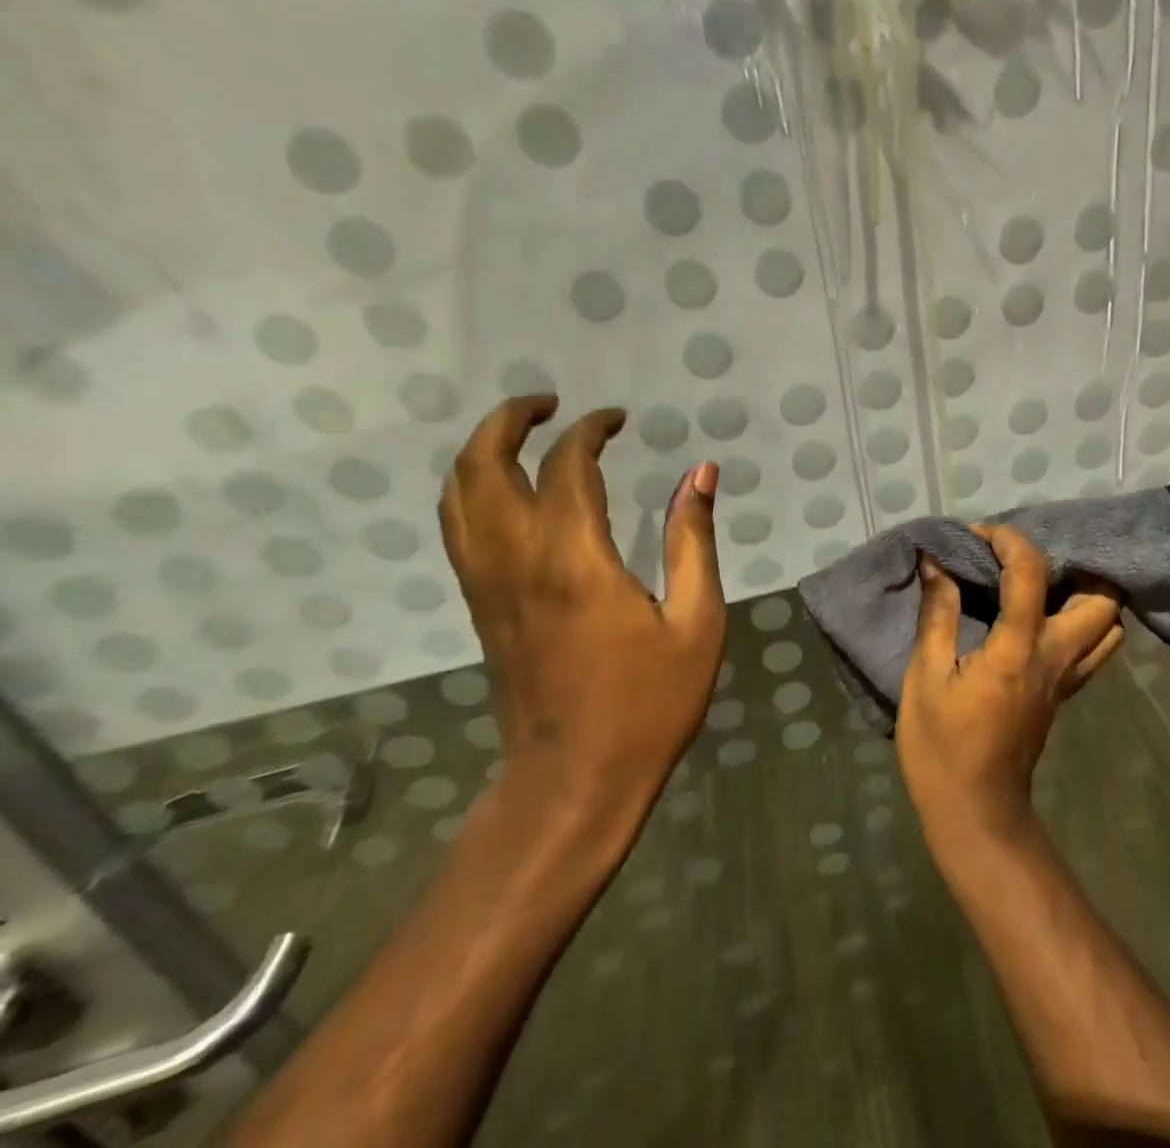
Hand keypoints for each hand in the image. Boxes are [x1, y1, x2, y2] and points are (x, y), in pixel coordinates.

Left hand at [438, 395, 725, 817]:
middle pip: (481, 468)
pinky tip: (505, 489)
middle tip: (548, 404)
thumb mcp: (696, 620)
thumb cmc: (649, 702)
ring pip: (455, 497)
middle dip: (508, 422)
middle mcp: (517, 561)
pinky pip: (458, 530)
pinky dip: (471, 490)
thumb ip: (693, 540)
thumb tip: (700, 473)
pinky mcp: (481, 608)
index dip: (590, 431)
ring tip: (521, 432)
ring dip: (480, 451)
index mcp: (574, 560)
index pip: (567, 466)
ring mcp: (488, 586)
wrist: (574, 780)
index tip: (619, 419)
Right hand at [897, 525, 1124, 843]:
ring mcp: (1067, 678)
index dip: (1008, 541)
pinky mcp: (1065, 694)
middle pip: (1101, 600)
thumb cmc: (942, 748)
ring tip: (1042, 584)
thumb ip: (937, 615)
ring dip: (1085, 595)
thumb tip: (937, 564)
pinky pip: (1093, 649)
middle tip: (1028, 561)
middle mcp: (1055, 657)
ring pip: (1107, 626)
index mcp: (1017, 649)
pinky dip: (1083, 623)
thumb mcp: (924, 678)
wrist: (975, 813)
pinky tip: (1045, 617)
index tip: (978, 535)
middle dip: (1072, 567)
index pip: (1030, 573)